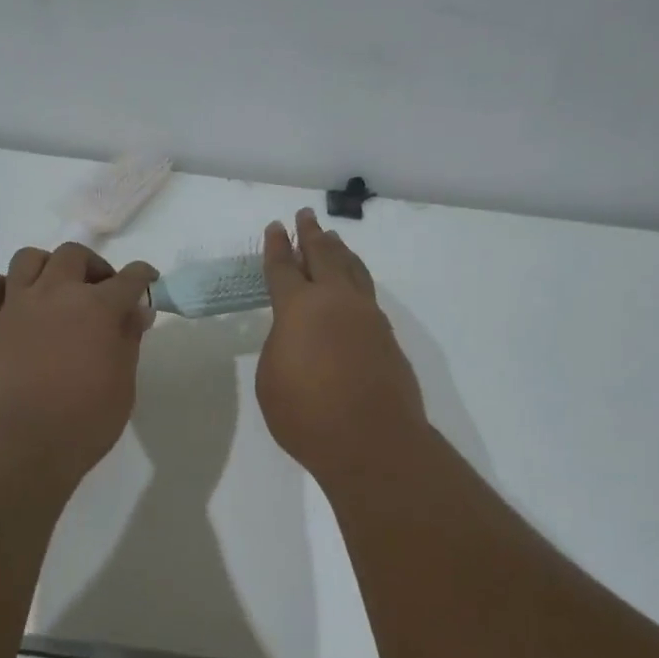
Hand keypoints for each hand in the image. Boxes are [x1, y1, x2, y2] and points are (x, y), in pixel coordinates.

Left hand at [0, 242, 158, 480]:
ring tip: (53, 292)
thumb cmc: (84, 421)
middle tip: (99, 292)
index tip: (147, 281)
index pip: (128, 278)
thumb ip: (128, 340)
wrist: (21, 446)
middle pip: (73, 255)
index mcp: (96, 308)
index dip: (142, 276)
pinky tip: (12, 305)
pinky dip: (0, 289)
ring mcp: (15, 306)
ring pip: (27, 259)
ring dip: (46, 268)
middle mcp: (55, 294)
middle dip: (92, 267)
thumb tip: (135, 311)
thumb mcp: (123, 384)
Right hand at [257, 209, 427, 483]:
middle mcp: (336, 301)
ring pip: (352, 270)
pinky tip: (355, 283)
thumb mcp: (271, 378)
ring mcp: (367, 316)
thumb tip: (298, 334)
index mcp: (299, 308)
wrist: (372, 441)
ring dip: (340, 251)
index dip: (277, 246)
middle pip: (323, 256)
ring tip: (333, 238)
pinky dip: (357, 278)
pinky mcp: (387, 335)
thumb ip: (281, 345)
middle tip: (306, 216)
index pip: (283, 268)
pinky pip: (367, 294)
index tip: (276, 227)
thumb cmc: (307, 414)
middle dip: (311, 234)